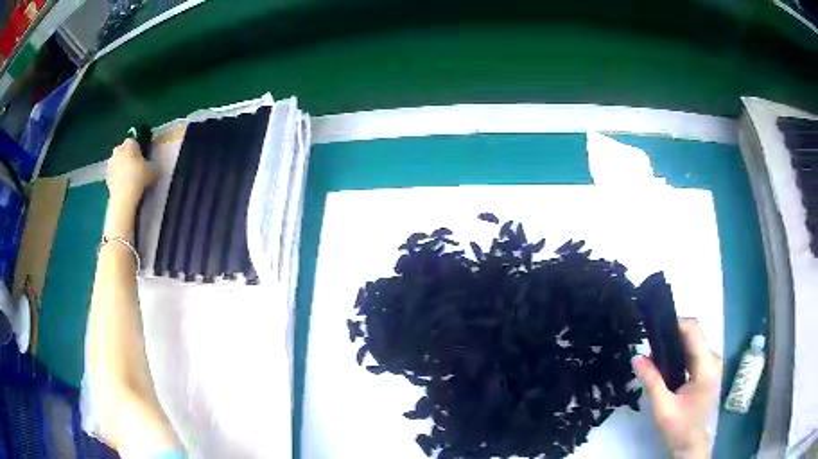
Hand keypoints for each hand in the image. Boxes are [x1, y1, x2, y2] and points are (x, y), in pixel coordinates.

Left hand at [106, 138, 155, 204]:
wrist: (124, 195)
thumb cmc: (139, 176)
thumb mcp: (153, 170)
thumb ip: (151, 166)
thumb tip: (152, 168)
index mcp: (129, 144)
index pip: (133, 141)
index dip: (137, 149)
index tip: (141, 158)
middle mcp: (118, 150)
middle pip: (122, 151)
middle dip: (126, 157)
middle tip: (134, 167)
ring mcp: (111, 164)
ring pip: (117, 163)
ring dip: (121, 168)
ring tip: (129, 179)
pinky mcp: (106, 178)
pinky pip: (113, 175)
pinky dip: (117, 179)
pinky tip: (123, 187)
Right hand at [633, 319, 722, 458]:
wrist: (690, 445)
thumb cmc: (679, 428)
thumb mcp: (662, 407)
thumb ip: (652, 381)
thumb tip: (636, 357)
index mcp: (706, 366)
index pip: (693, 330)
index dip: (675, 323)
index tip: (653, 327)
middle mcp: (713, 360)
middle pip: (694, 334)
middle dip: (671, 334)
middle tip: (649, 341)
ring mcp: (712, 365)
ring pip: (693, 342)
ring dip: (675, 344)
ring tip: (653, 353)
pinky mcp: (708, 370)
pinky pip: (693, 352)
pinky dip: (679, 353)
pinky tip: (665, 363)